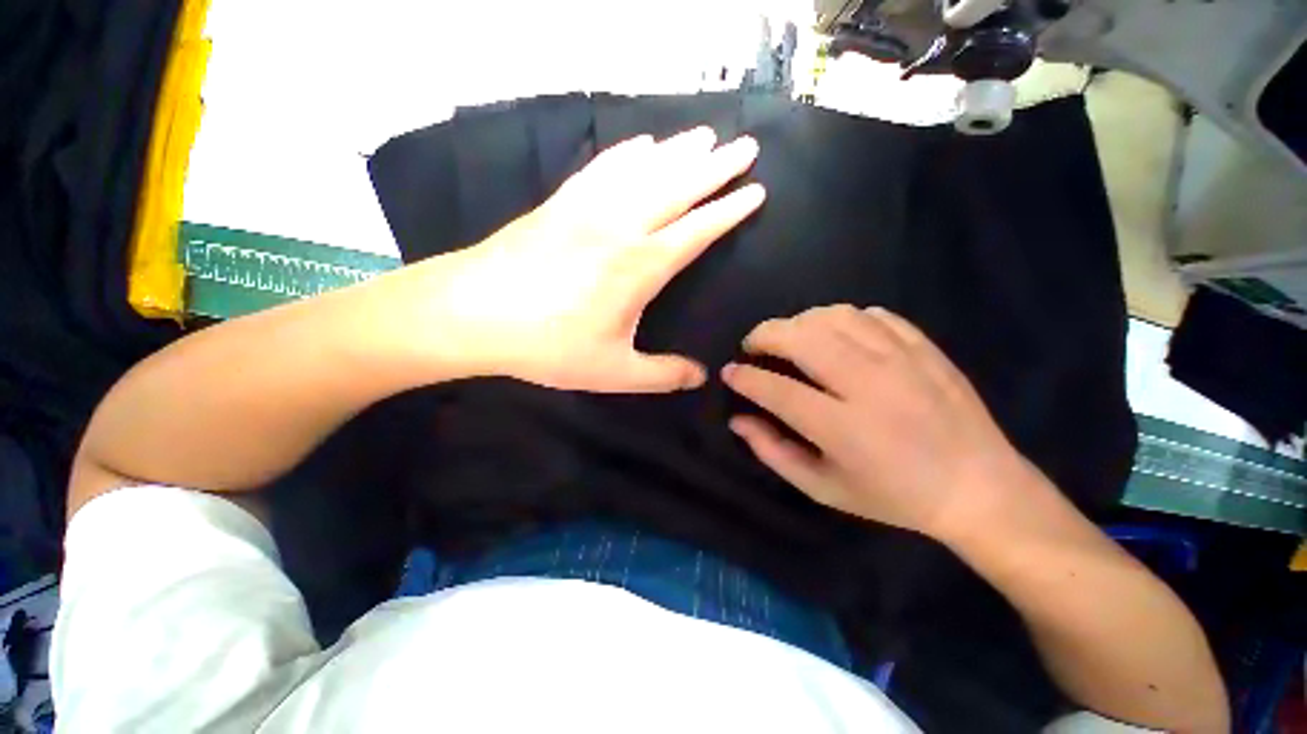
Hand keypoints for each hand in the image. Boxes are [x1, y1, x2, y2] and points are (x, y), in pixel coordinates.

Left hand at [393, 127, 764, 392]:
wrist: (472, 313)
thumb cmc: (546, 345)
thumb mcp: (612, 372)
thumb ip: (661, 375)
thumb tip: (700, 377)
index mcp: (640, 266)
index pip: (697, 230)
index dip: (729, 211)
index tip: (755, 192)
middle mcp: (621, 226)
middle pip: (679, 186)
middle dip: (717, 167)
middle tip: (746, 147)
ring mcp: (588, 207)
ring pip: (645, 168)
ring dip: (679, 150)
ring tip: (706, 136)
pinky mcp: (561, 202)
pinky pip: (604, 166)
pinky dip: (629, 152)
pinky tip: (644, 144)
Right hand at [722, 305, 1031, 539]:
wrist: (978, 488)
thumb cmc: (893, 496)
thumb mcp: (824, 488)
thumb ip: (774, 452)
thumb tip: (738, 420)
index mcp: (844, 428)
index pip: (777, 389)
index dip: (745, 377)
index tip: (730, 372)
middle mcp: (870, 386)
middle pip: (803, 338)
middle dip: (765, 335)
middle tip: (753, 346)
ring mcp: (902, 360)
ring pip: (834, 317)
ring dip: (800, 322)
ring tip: (790, 339)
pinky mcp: (924, 347)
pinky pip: (872, 315)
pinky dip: (842, 319)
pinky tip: (836, 336)